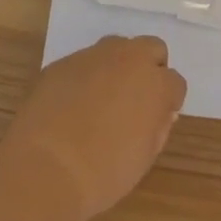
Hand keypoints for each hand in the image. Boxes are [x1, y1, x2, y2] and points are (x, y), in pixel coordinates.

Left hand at [1, 36, 187, 220]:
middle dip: (149, 68)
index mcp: (156, 84)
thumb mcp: (144, 157)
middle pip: (151, 48)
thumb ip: (157, 127)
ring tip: (103, 98)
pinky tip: (72, 104)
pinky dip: (85, 77)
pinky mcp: (62, 62)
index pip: (175, 82)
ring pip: (116, 47)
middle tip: (136, 98)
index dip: (168, 101)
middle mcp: (128, 59)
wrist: (45, 167)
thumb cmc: (104, 173)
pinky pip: (83, 62)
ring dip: (117, 66)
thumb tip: (159, 113)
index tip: (158, 118)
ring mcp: (92, 56)